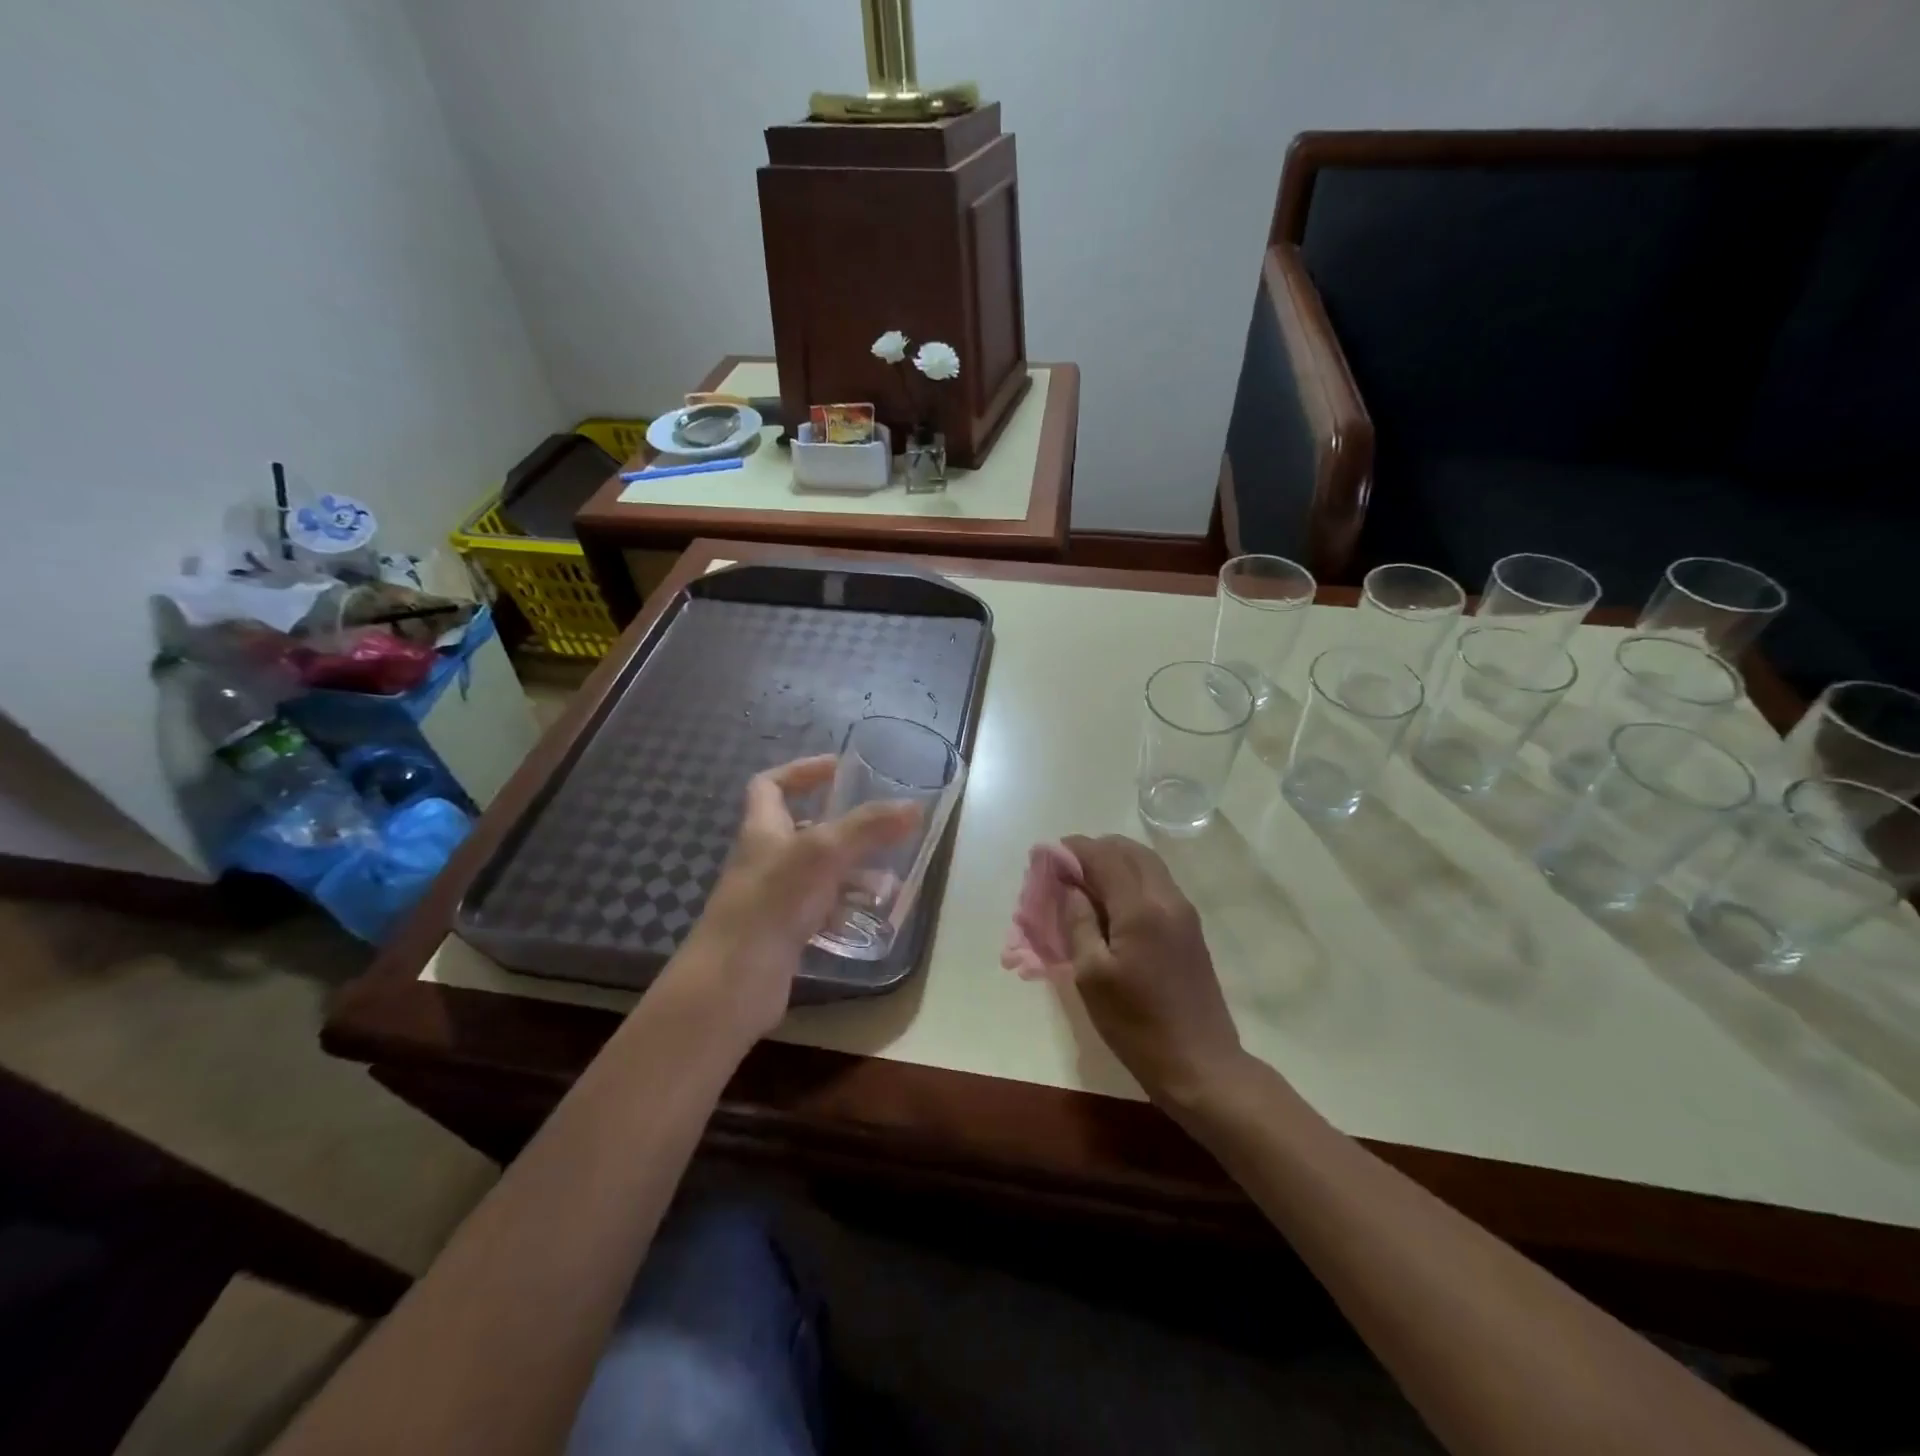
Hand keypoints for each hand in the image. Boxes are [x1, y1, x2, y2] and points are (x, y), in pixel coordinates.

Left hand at [671, 756, 919, 1042]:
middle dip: (843, 827)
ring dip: (852, 872)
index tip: (837, 769)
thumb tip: (914, 807)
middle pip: (802, 830)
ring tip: (890, 880)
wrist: (732, 983)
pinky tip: (873, 915)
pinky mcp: (784, 933)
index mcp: (763, 830)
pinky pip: (821, 910)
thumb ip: (868, 827)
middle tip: (881, 828)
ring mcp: (773, 898)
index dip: (801, 771)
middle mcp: (766, 859)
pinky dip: (847, 908)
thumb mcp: (823, 853)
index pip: (770, 785)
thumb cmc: (772, 904)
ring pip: (818, 873)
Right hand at [1059, 834, 1248, 1109]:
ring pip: (1146, 866)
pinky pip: (1156, 885)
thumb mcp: (1092, 976)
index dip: (1073, 849)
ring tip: (1084, 884)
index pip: (1104, 857)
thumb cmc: (1137, 1024)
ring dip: (1114, 863)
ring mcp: (1184, 913)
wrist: (1201, 1065)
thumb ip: (1079, 923)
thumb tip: (1071, 887)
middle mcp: (1167, 899)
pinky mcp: (1191, 929)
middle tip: (1065, 869)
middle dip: (1095, 851)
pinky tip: (1110, 904)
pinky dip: (1130, 880)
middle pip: (1129, 851)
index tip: (1046, 855)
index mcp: (1141, 908)